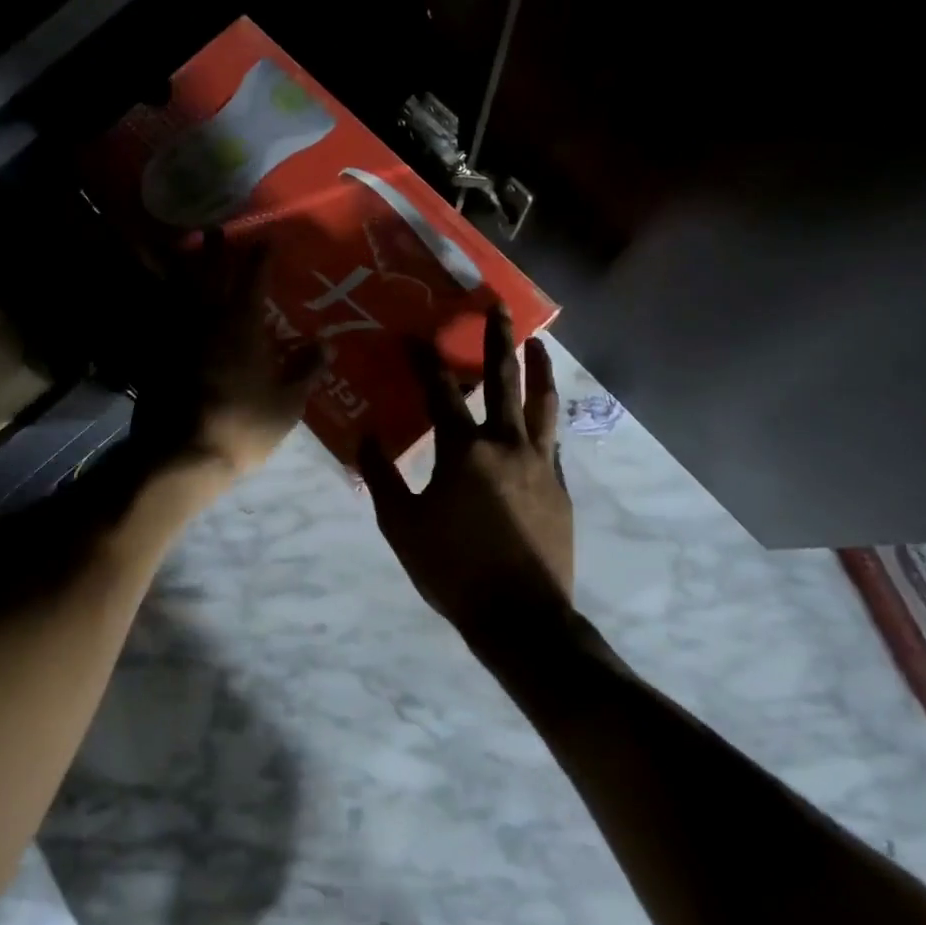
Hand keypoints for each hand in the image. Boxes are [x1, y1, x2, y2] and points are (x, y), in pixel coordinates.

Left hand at [130, 232, 326, 482]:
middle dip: (214, 249)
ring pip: (177, 290)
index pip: (254, 279)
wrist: (182, 455)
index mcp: (242, 325)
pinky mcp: (154, 355)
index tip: (265, 239)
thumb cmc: (243, 425)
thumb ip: (306, 369)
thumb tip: (329, 344)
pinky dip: (157, 302)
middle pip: (209, 274)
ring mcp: (176, 335)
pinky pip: (156, 318)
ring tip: (180, 249)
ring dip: (180, 266)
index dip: (260, 257)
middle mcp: (207, 320)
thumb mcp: (287, 403)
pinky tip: (157, 299)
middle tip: (214, 228)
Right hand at [357, 305, 573, 641]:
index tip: (414, 334)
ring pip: (543, 402)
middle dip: (497, 339)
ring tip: (539, 342)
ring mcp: (540, 462)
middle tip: (498, 307)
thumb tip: (366, 436)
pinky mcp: (560, 484)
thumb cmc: (453, 569)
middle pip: (503, 379)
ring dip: (540, 368)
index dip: (424, 360)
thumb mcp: (401, 526)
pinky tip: (542, 413)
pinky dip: (546, 416)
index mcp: (464, 451)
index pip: (440, 391)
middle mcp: (506, 444)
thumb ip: (382, 477)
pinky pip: (552, 438)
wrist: (521, 617)